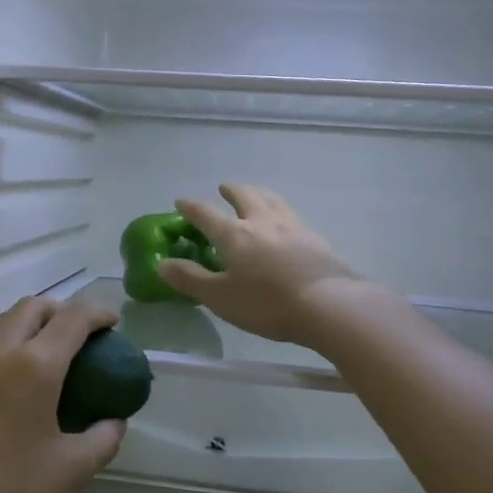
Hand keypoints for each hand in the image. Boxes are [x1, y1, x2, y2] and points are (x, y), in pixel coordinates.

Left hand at [0, 296, 126, 492]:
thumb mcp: (71, 471)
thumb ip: (102, 437)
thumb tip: (114, 421)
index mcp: (35, 366)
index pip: (73, 318)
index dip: (98, 313)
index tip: (112, 325)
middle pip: (32, 307)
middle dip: (60, 311)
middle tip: (78, 337)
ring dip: (25, 324)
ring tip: (40, 354)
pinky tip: (5, 381)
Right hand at [157, 184, 360, 345]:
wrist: (329, 305)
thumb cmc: (267, 303)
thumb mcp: (220, 297)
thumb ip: (190, 279)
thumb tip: (162, 264)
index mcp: (234, 234)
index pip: (206, 214)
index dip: (191, 207)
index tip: (181, 202)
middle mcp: (261, 221)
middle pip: (245, 196)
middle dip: (231, 190)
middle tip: (223, 188)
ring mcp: (293, 227)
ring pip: (272, 200)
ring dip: (259, 194)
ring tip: (256, 196)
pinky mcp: (316, 239)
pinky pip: (293, 216)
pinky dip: (282, 212)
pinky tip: (286, 224)